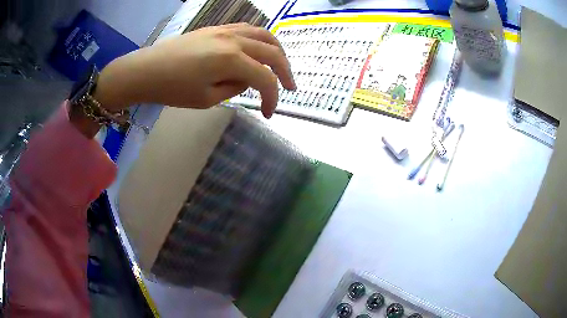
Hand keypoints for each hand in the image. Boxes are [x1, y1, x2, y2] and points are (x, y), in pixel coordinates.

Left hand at [96, 23, 295, 118]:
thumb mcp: (207, 99)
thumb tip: (246, 80)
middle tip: (289, 88)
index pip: (265, 79)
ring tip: (280, 64)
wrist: (147, 70)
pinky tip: (258, 48)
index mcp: (232, 60)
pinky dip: (260, 38)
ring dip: (277, 50)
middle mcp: (234, 40)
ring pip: (264, 34)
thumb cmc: (172, 89)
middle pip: (273, 52)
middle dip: (285, 72)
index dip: (272, 98)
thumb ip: (234, 88)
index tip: (269, 113)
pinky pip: (248, 28)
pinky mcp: (217, 28)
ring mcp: (226, 30)